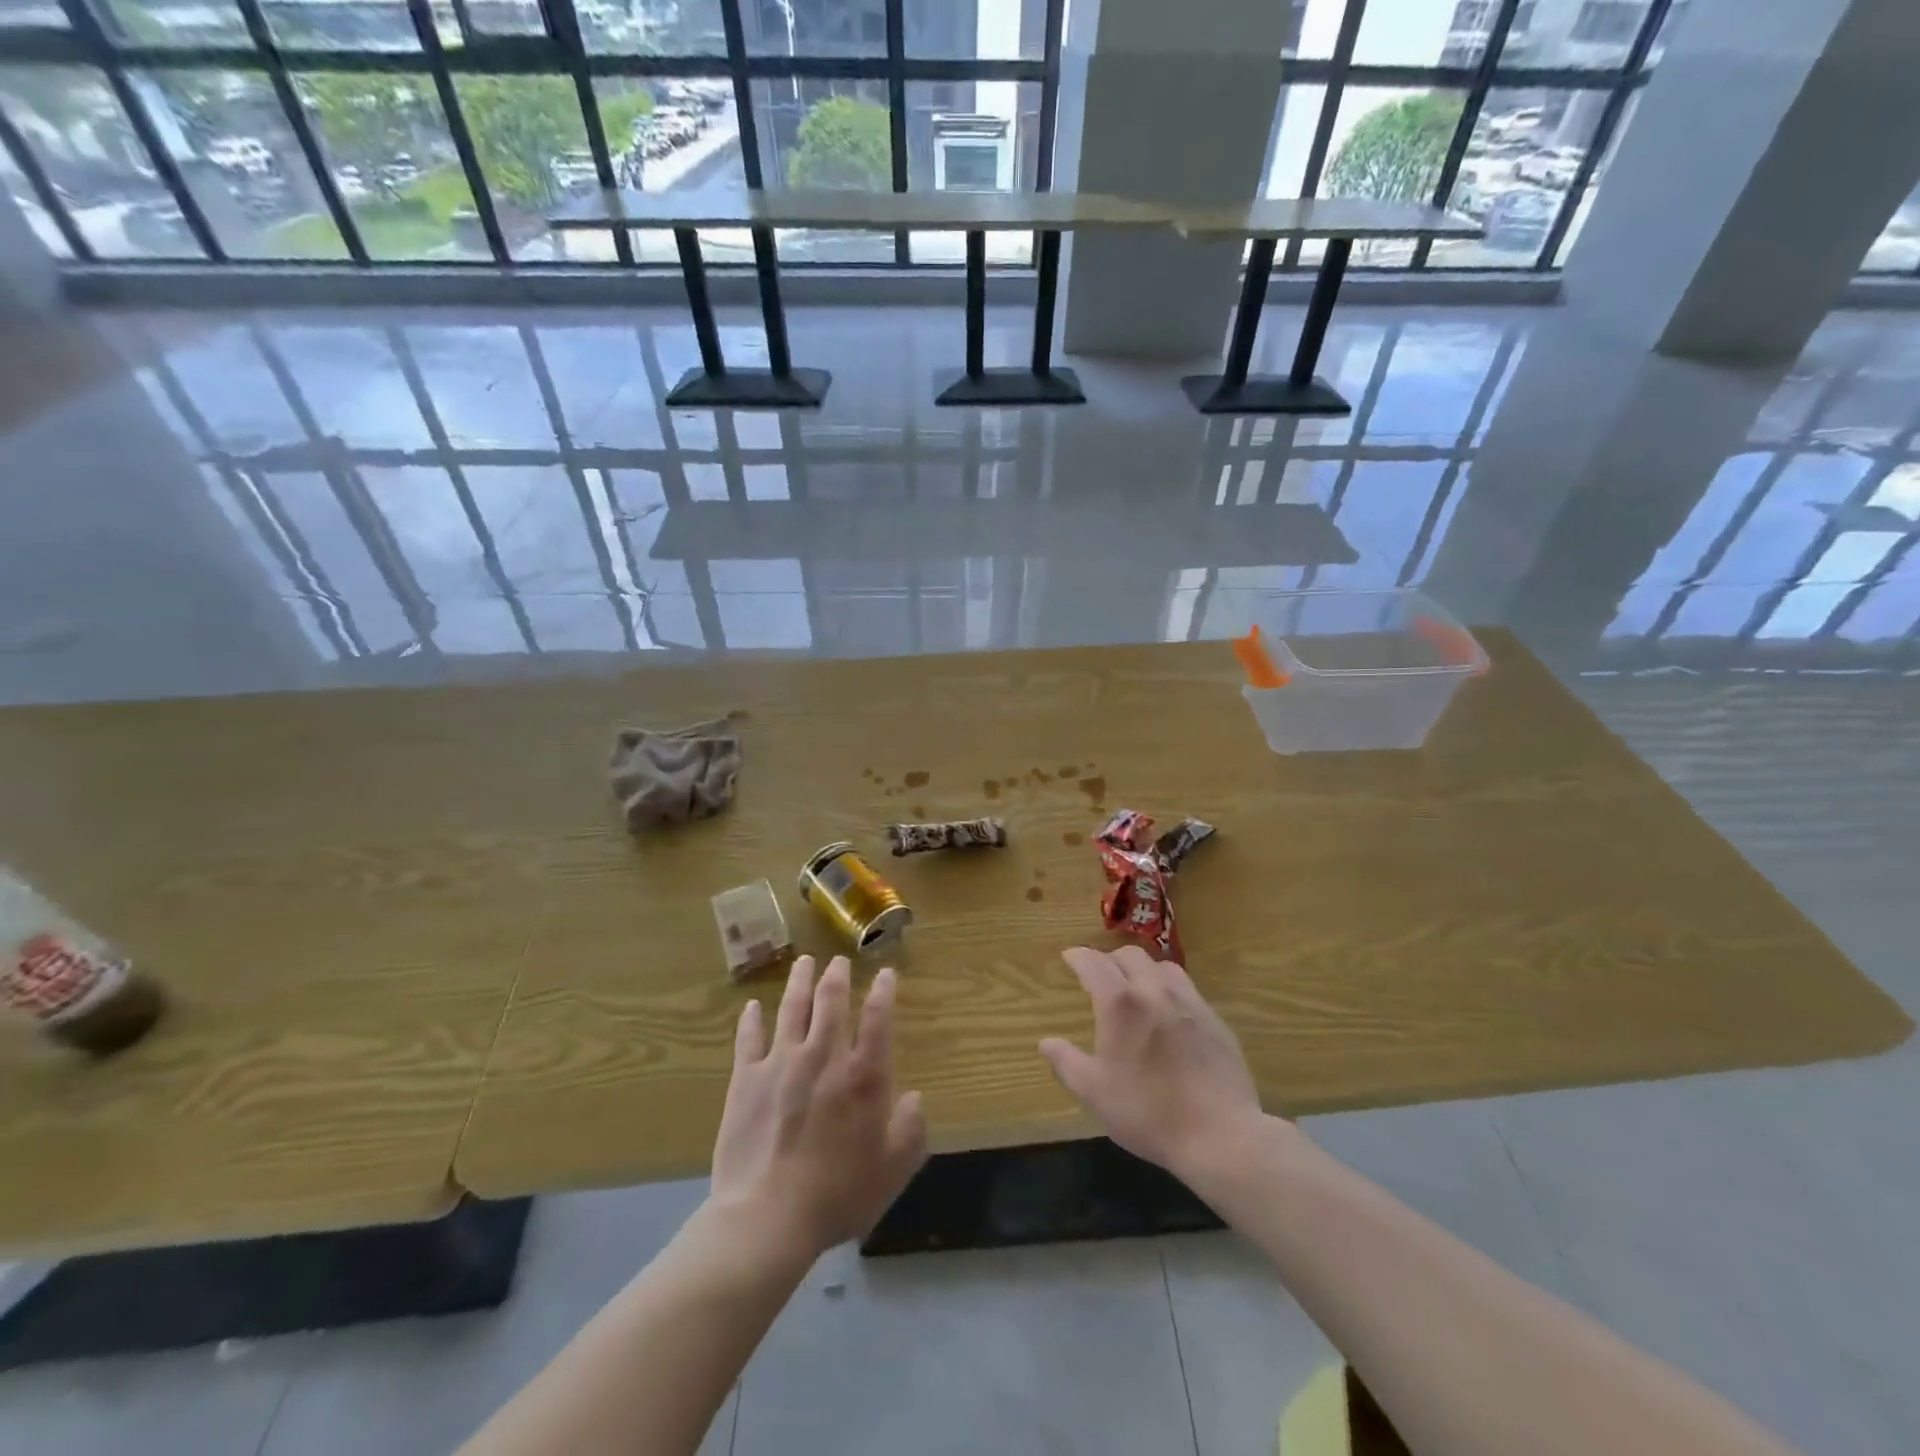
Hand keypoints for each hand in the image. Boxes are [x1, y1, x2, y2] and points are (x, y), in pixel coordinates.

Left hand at [711, 956, 927, 1256]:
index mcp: (863, 1076)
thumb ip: (910, 1130)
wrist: (767, 1217)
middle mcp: (824, 1057)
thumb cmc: (838, 1194)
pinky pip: (749, 1040)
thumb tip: (914, 1098)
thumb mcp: (893, 1169)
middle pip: (831, 1002)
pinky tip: (754, 1007)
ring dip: (799, 982)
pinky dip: (752, 1020)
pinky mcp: (746, 1079)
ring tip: (804, 962)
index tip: (885, 973)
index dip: (883, 991)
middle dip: (836, 976)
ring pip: (792, 1009)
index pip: (878, 1018)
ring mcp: (781, 1063)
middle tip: (837, 960)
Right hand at [1040, 945, 1267, 1178]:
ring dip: (1143, 969)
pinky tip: (1169, 1014)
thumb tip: (1046, 1043)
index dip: (1079, 956)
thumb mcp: (1095, 1093)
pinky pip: (1188, 989)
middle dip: (1110, 958)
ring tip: (1136, 987)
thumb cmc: (1148, 1112)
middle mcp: (1155, 991)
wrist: (1220, 1135)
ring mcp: (1190, 1003)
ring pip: (1163, 966)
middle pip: (1131, 955)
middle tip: (1100, 974)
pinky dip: (1170, 989)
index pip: (1095, 963)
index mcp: (1121, 1004)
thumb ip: (1067, 1063)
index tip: (1069, 957)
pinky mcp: (1215, 1020)